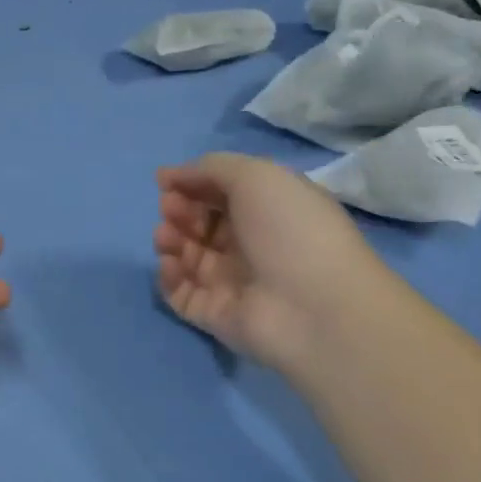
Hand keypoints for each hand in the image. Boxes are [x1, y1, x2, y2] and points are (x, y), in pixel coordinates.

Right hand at [154, 153, 403, 376]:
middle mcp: (250, 243)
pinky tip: (171, 264)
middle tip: (171, 209)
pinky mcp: (215, 314)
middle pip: (200, 221)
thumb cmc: (290, 231)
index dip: (191, 183)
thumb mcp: (256, 176)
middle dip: (178, 209)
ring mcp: (231, 281)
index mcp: (267, 209)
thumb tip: (169, 176)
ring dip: (169, 238)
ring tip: (168, 237)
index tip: (165, 182)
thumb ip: (210, 167)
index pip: (219, 192)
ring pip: (186, 254)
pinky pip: (179, 291)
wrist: (315, 309)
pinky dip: (168, 275)